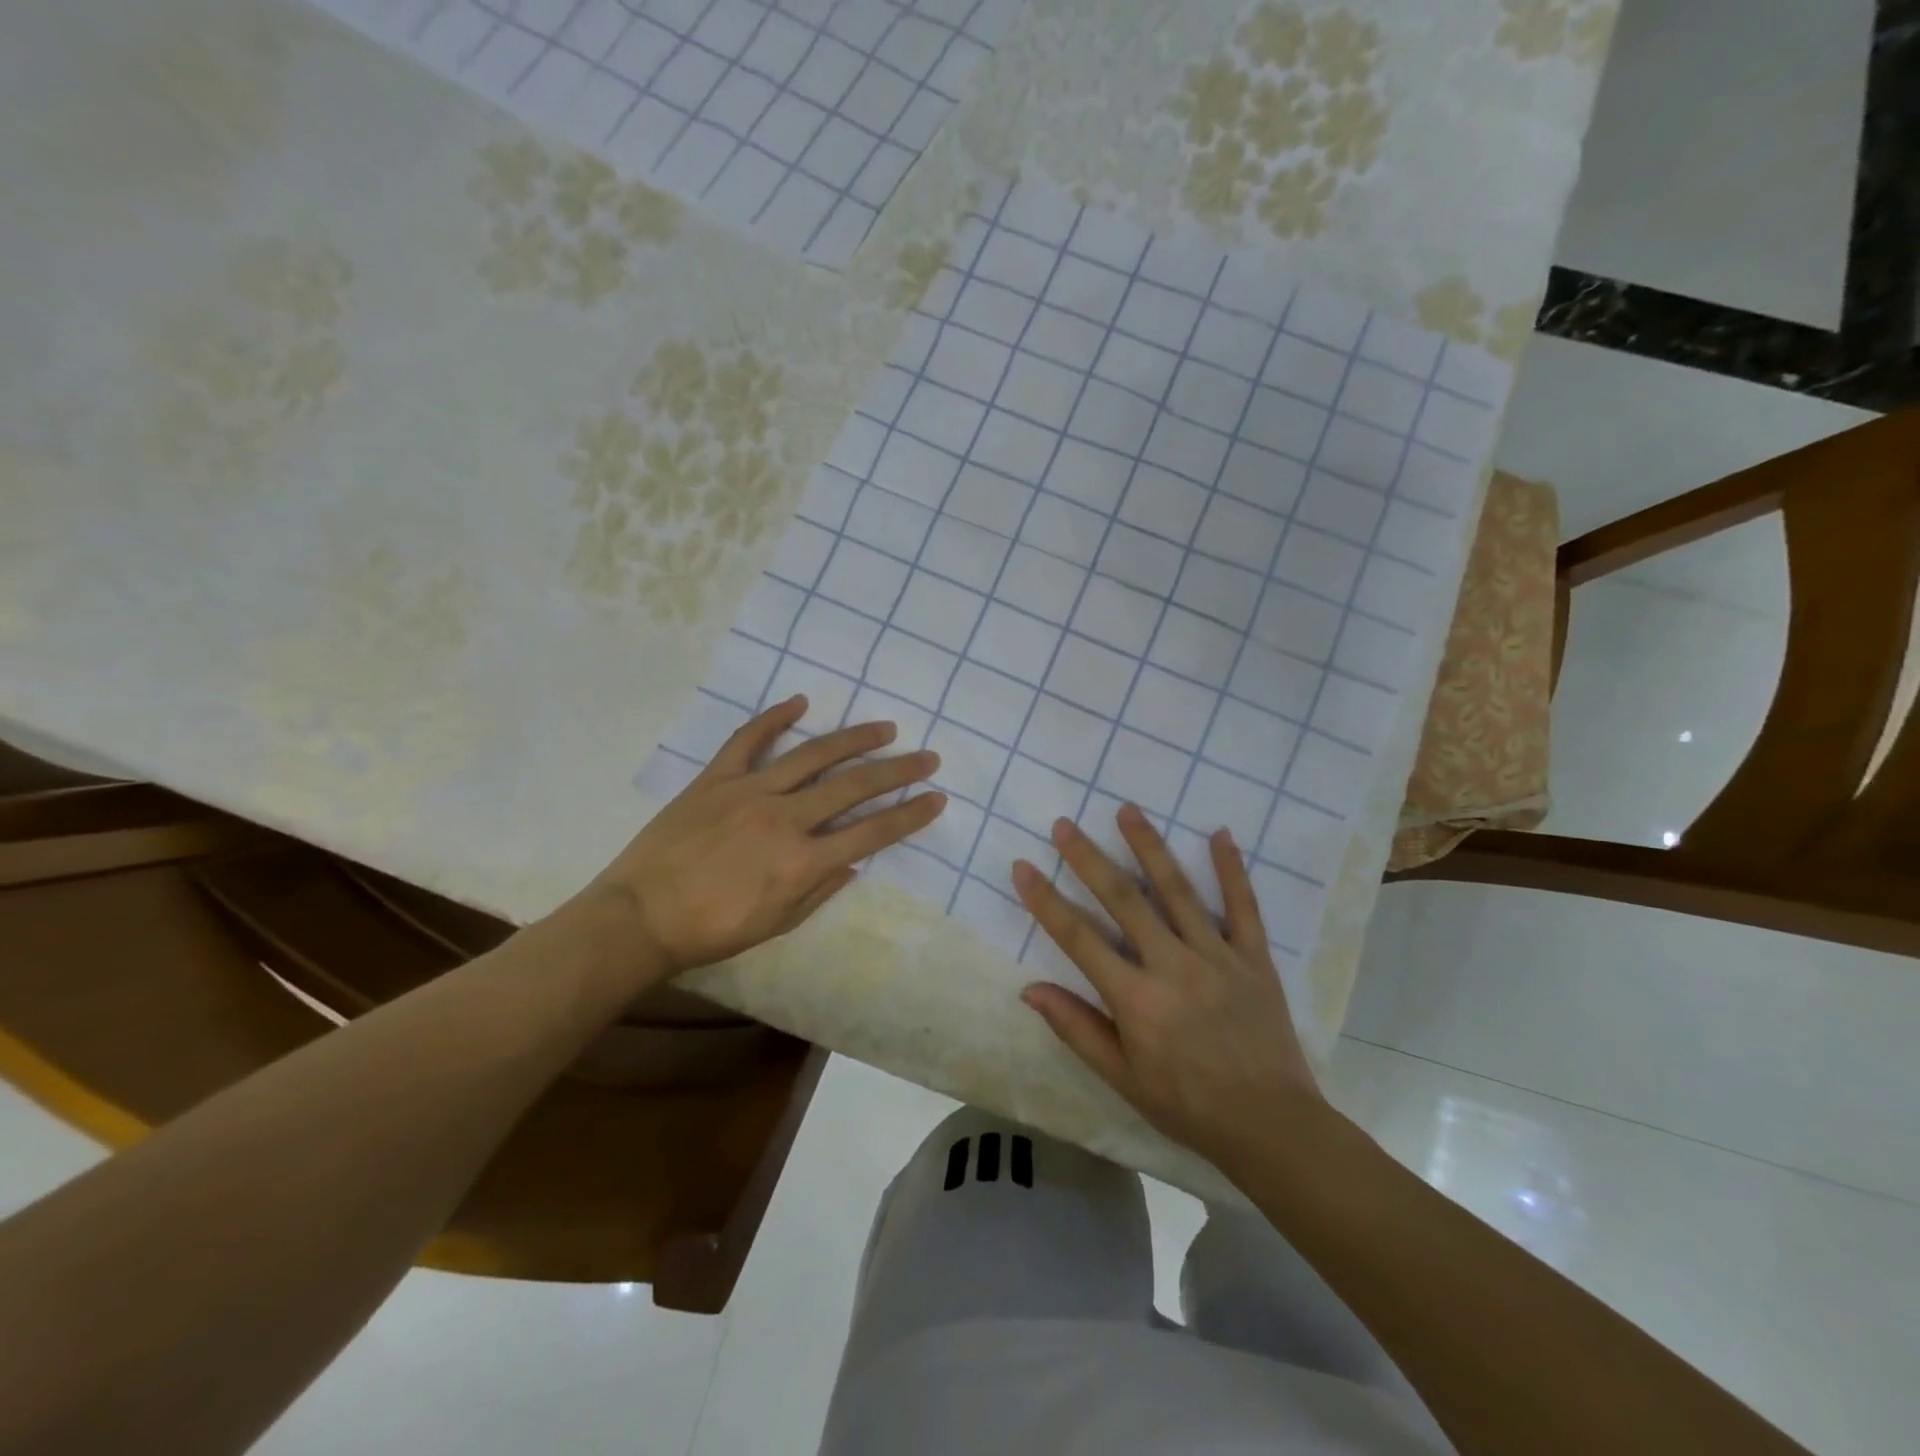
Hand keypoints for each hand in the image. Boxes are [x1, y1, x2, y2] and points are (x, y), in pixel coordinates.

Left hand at [585, 695, 944, 979]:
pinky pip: (748, 740)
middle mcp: (785, 818)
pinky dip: (774, 718)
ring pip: (812, 755)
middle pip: (853, 786)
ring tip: (885, 727)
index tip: (937, 798)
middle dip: (898, 771)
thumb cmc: (713, 930)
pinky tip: (800, 702)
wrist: (640, 917)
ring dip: (854, 739)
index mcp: (802, 860)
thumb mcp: (777, 923)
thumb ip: (821, 889)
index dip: (910, 815)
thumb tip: (853, 862)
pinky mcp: (716, 779)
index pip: (872, 832)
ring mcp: (749, 791)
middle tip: (927, 757)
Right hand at [1012, 804, 1324, 1174]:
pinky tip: (1221, 834)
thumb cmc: (1187, 1104)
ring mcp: (1217, 957)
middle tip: (1064, 824)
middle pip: (1124, 900)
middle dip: (1089, 859)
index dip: (1047, 901)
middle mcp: (1173, 966)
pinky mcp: (1254, 958)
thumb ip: (1077, 1028)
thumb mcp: (1122, 1077)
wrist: (1271, 1126)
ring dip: (1149, 847)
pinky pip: (1243, 906)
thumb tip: (1029, 989)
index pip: (1079, 938)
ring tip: (1126, 811)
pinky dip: (1231, 869)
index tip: (1023, 867)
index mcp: (1136, 999)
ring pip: (1178, 890)